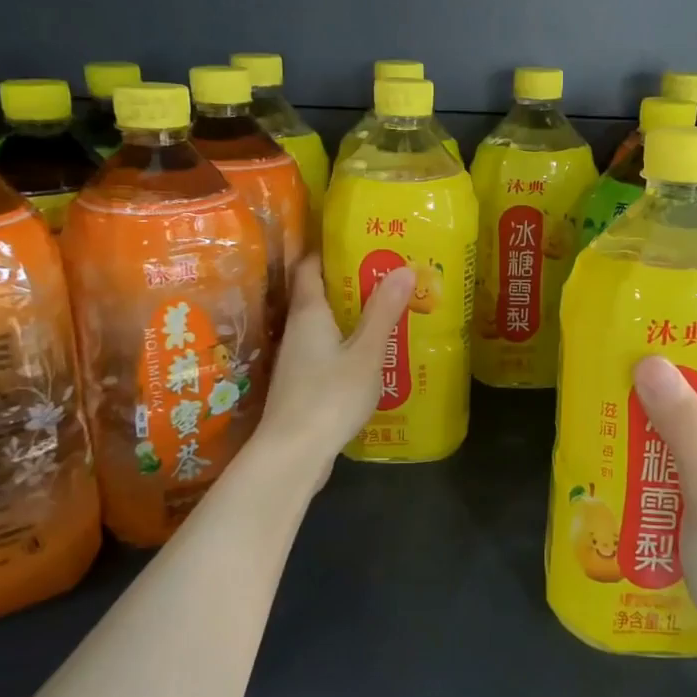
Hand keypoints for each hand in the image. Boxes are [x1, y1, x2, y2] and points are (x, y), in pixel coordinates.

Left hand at [258, 254, 414, 476]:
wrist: (292, 454)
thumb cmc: (329, 396)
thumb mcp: (366, 352)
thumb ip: (383, 312)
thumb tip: (404, 267)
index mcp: (309, 313)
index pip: (310, 267)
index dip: (330, 251)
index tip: (361, 242)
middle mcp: (297, 330)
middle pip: (319, 295)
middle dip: (350, 284)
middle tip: (388, 276)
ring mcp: (296, 360)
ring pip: (324, 326)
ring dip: (351, 317)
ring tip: (387, 311)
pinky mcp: (301, 384)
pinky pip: (326, 351)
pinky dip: (347, 345)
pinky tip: (372, 356)